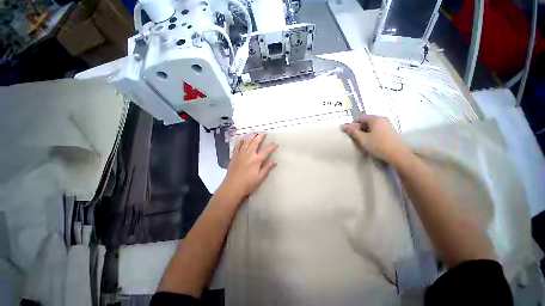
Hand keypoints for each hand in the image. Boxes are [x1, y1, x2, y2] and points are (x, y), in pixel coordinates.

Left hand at [220, 134, 277, 203]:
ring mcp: (240, 154)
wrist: (232, 187)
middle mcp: (249, 154)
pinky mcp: (234, 155)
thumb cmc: (248, 184)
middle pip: (255, 142)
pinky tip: (242, 138)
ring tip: (254, 133)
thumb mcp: (260, 178)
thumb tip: (275, 161)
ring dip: (251, 136)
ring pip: (246, 141)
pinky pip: (237, 145)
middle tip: (263, 133)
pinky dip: (240, 140)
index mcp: (256, 160)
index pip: (266, 151)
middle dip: (260, 136)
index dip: (272, 146)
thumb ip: (267, 168)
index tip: (276, 143)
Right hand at [341, 115, 411, 164]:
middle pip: (366, 121)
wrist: (398, 154)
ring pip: (371, 126)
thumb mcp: (362, 138)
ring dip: (365, 132)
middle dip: (359, 128)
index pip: (360, 117)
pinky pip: (377, 130)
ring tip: (363, 141)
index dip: (353, 124)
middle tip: (355, 138)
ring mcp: (387, 125)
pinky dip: (371, 134)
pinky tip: (371, 142)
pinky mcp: (390, 131)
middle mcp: (382, 119)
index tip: (350, 133)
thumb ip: (352, 131)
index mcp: (375, 118)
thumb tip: (343, 125)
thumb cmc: (378, 145)